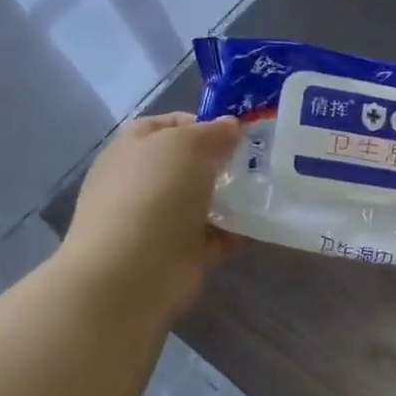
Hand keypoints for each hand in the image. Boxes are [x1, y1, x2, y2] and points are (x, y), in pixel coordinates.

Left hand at [58, 113, 244, 317]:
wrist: (132, 271)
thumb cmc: (154, 194)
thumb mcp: (185, 145)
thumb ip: (212, 132)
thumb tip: (230, 126)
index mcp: (134, 148)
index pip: (170, 125)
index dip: (204, 123)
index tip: (237, 133)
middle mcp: (142, 182)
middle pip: (190, 165)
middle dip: (224, 163)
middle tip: (259, 163)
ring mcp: (158, 220)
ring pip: (203, 201)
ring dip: (233, 200)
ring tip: (264, 195)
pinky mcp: (177, 253)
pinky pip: (213, 237)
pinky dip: (234, 234)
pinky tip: (256, 229)